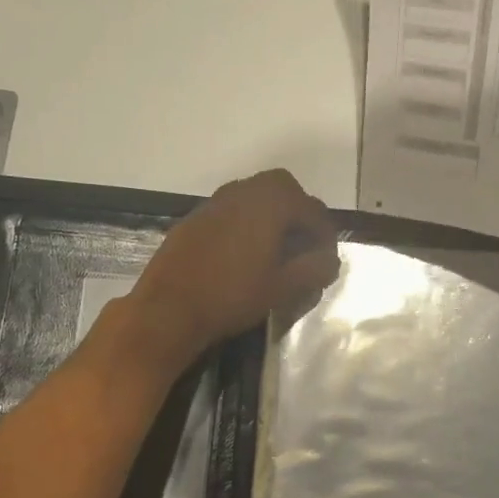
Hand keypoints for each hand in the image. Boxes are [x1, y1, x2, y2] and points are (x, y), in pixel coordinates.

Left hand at [127, 168, 340, 365]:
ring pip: (253, 196)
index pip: (311, 208)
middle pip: (282, 188)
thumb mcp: (283, 288)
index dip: (325, 233)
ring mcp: (214, 203)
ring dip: (271, 215)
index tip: (327, 259)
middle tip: (304, 243)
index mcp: (269, 203)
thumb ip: (314, 269)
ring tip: (276, 249)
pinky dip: (246, 223)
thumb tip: (331, 260)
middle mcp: (242, 192)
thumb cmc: (232, 296)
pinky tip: (243, 255)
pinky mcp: (194, 219)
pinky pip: (230, 210)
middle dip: (298, 211)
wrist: (168, 309)